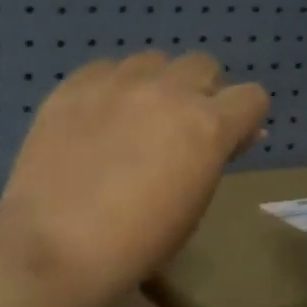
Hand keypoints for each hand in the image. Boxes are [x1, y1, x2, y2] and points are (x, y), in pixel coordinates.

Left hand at [0, 51, 269, 304]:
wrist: (56, 246)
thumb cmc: (136, 243)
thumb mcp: (193, 207)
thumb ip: (214, 160)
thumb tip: (233, 137)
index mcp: (208, 126)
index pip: (251, 97)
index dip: (243, 118)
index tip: (227, 141)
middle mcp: (168, 91)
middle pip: (202, 65)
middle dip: (200, 92)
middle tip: (179, 129)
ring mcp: (118, 82)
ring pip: (153, 60)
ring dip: (155, 85)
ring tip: (132, 120)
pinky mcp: (74, 85)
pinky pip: (105, 69)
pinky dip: (110, 88)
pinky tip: (94, 120)